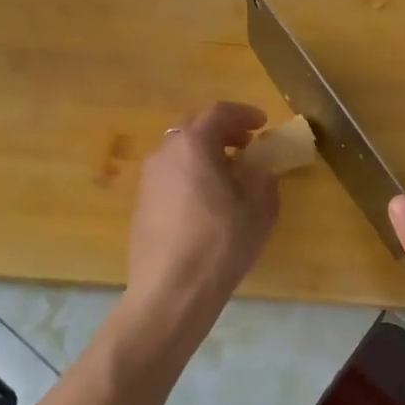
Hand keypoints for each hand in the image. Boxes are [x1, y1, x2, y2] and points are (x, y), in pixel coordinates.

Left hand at [120, 101, 279, 349]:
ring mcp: (148, 179)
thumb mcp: (259, 209)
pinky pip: (171, 175)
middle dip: (223, 131)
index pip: (218, 112)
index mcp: (194, 145)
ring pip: (180, 151)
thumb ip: (263, 179)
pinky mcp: (142, 204)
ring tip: (229, 174)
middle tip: (246, 144)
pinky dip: (191, 173)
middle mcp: (165, 153)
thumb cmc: (220, 243)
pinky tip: (207, 200)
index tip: (262, 124)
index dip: (244, 114)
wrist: (171, 291)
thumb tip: (259, 171)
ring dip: (205, 153)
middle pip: (194, 127)